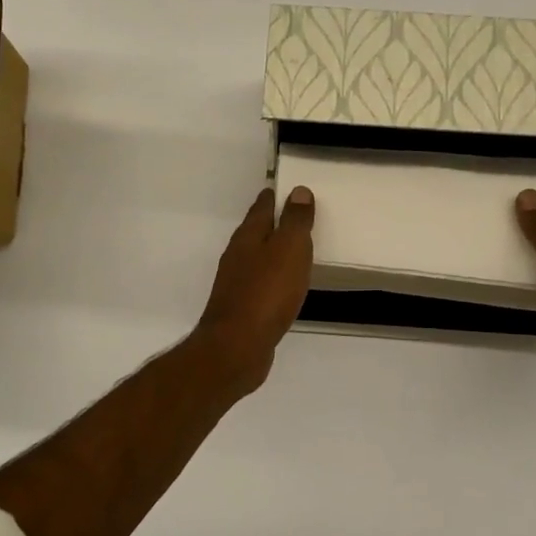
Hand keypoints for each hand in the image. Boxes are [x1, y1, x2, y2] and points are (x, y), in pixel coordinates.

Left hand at [193, 186, 314, 398]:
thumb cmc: (266, 293)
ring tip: (295, 249)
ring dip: (273, 250)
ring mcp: (236, 283)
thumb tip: (298, 191)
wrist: (237, 347)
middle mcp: (237, 256)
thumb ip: (295, 221)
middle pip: (256, 231)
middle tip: (296, 215)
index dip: (275, 196)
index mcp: (248, 237)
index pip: (261, 207)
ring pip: (257, 258)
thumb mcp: (289, 250)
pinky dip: (273, 277)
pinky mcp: (242, 308)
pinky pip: (261, 283)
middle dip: (274, 222)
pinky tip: (284, 286)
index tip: (288, 188)